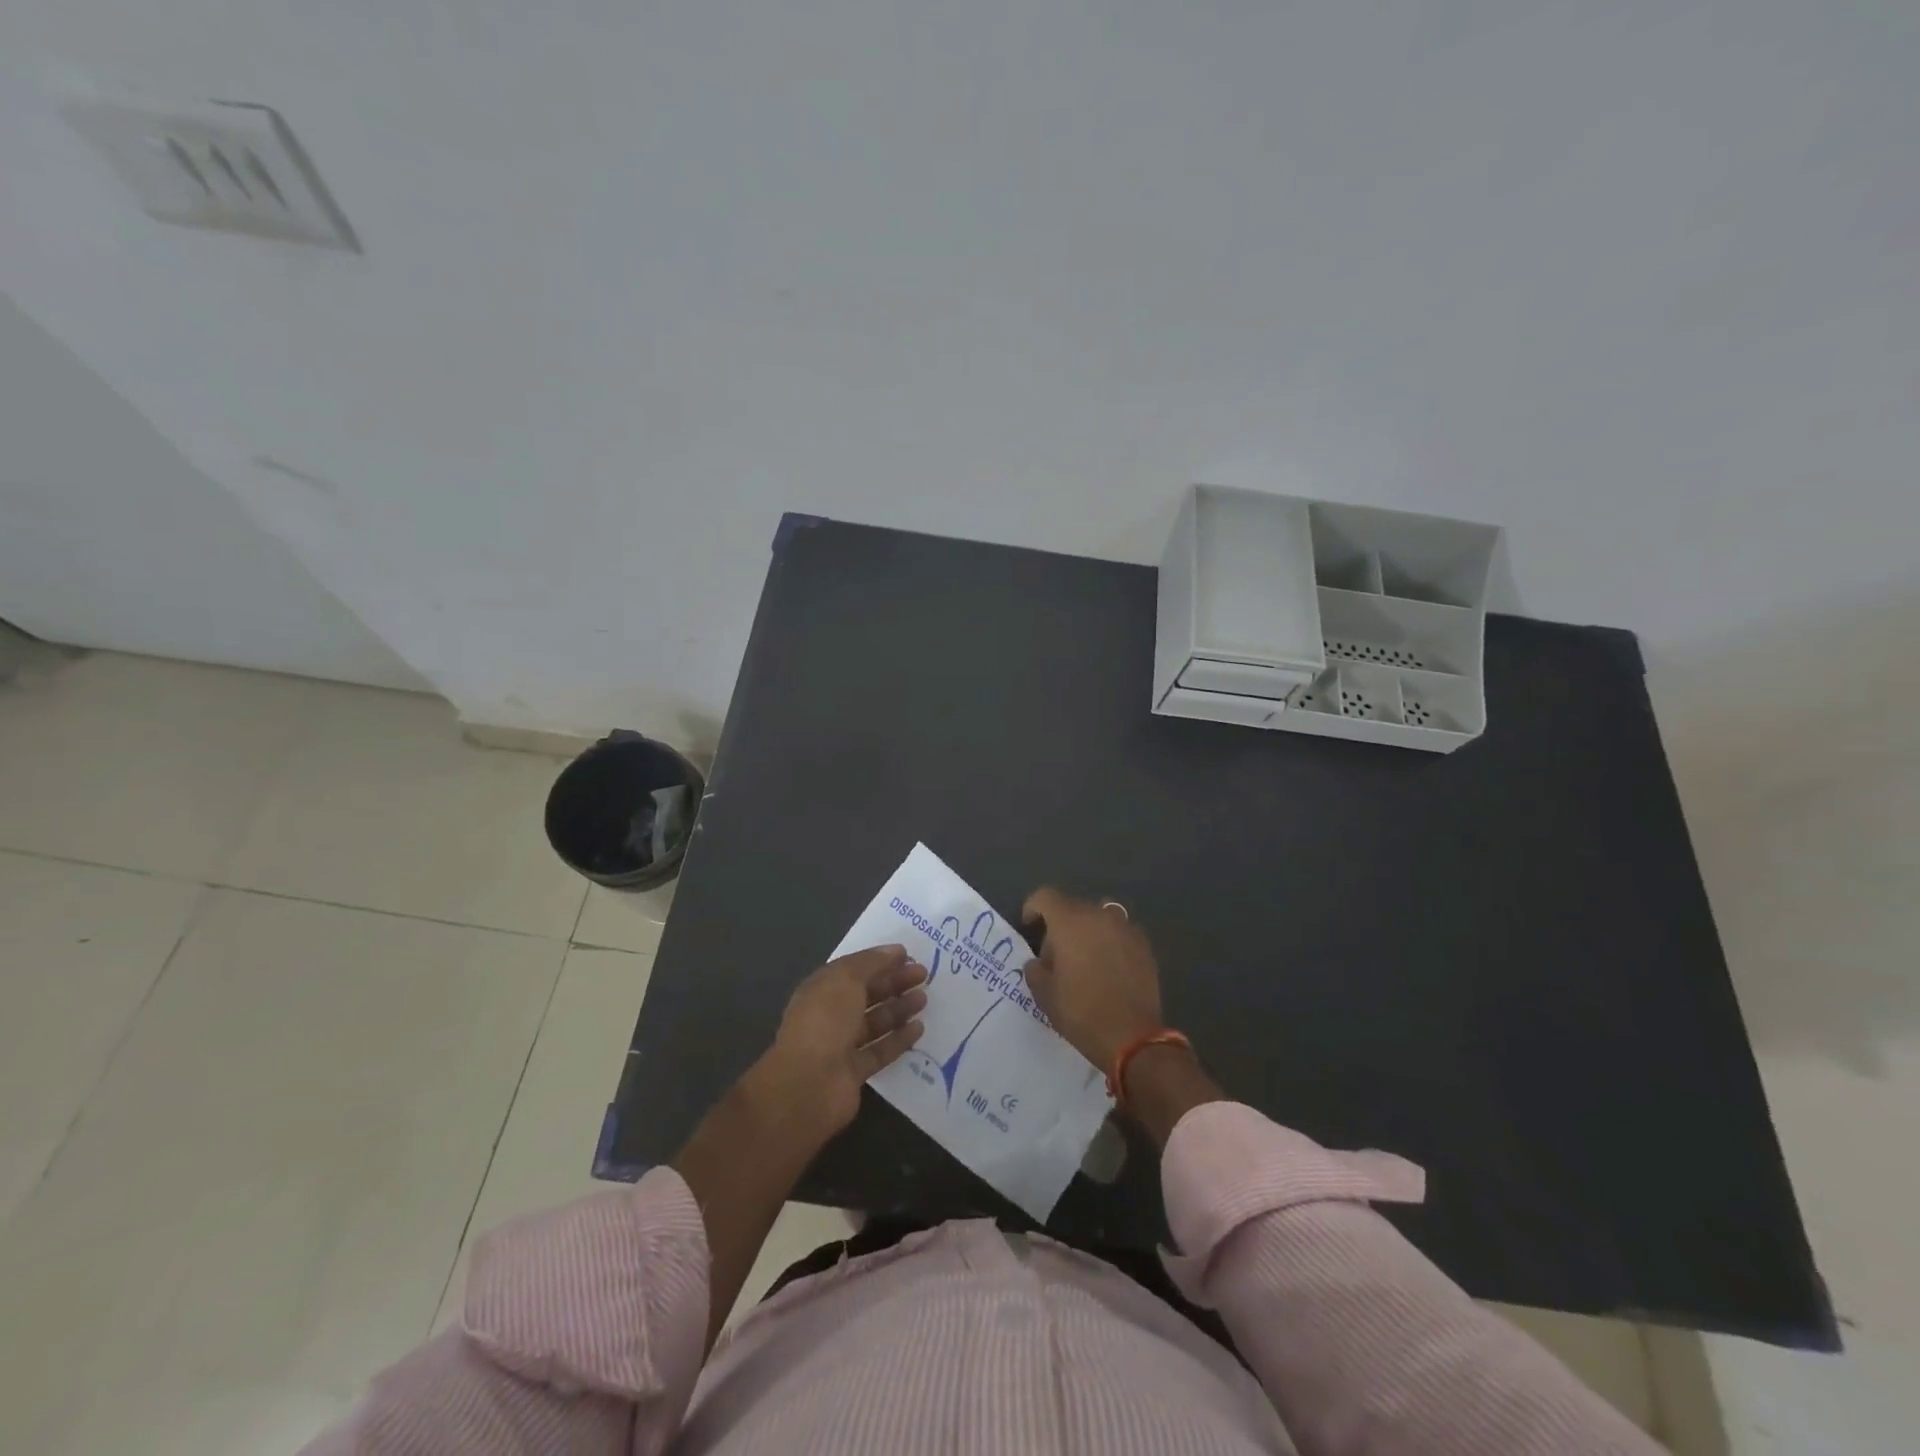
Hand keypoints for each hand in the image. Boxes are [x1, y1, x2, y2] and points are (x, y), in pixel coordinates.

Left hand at [746, 944, 927, 1144]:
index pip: (853, 969)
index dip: (879, 960)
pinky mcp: (854, 1072)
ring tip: (924, 999)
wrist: (809, 1085)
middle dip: (893, 982)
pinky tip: (919, 1029)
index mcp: (821, 989)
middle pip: (866, 994)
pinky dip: (899, 1039)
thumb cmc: (825, 1022)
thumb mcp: (846, 979)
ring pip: (875, 1022)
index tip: (908, 955)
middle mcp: (829, 1015)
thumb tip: (894, 951)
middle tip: (923, 974)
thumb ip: (871, 963)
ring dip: (899, 1009)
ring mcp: (841, 1045)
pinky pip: (880, 1050)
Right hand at [1021, 888, 1164, 1073]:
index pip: (1046, 897)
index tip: (1029, 926)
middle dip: (1060, 925)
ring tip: (1085, 959)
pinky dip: (1110, 942)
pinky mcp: (1145, 945)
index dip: (1033, 907)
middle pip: (1073, 907)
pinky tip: (1108, 968)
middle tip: (1056, 956)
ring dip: (1088, 930)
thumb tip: (1039, 962)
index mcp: (1071, 922)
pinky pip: (1120, 933)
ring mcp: (1126, 928)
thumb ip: (1035, 970)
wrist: (1133, 1038)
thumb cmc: (1081, 1013)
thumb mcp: (1044, 994)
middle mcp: (1100, 916)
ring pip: (1100, 917)